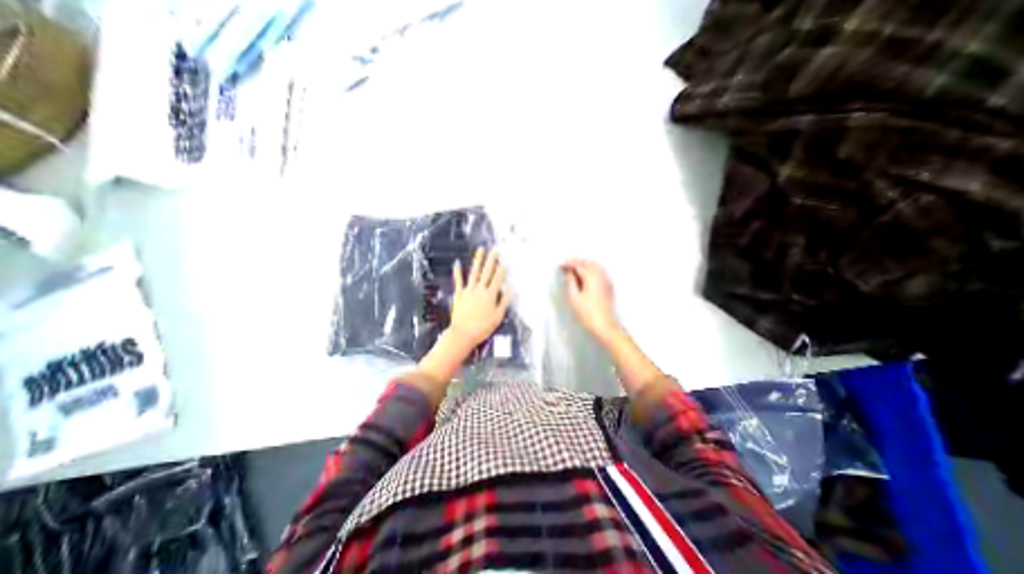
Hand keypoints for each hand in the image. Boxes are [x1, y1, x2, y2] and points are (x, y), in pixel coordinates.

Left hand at [450, 248, 511, 346]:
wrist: (463, 333)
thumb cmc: (483, 327)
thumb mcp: (498, 316)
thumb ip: (504, 301)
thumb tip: (511, 289)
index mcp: (490, 295)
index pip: (498, 280)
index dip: (501, 270)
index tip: (504, 262)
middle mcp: (480, 290)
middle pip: (487, 272)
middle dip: (492, 260)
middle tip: (495, 250)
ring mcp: (468, 290)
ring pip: (474, 273)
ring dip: (478, 261)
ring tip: (480, 250)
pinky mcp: (459, 294)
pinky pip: (458, 281)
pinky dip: (458, 273)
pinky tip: (457, 264)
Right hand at [564, 259, 619, 341]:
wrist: (605, 326)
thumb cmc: (587, 313)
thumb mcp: (574, 297)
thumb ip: (571, 282)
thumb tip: (569, 273)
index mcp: (591, 276)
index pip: (578, 265)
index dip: (568, 264)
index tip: (560, 266)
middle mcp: (601, 275)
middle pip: (588, 263)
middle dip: (577, 262)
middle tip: (566, 266)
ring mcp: (606, 280)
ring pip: (595, 266)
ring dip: (585, 265)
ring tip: (574, 270)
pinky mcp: (609, 286)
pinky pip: (600, 272)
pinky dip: (591, 270)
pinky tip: (585, 276)